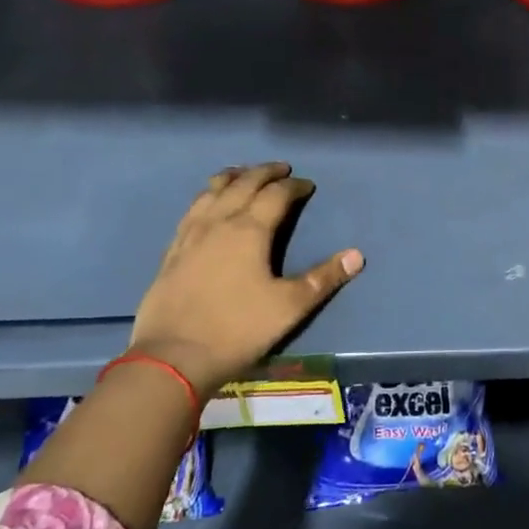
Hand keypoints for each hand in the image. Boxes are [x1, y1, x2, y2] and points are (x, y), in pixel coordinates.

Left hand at [129, 162, 362, 397]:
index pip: (276, 194)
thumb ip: (323, 278)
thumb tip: (357, 255)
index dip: (295, 186)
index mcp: (250, 230)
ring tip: (244, 174)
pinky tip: (208, 205)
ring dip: (233, 177)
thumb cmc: (237, 329)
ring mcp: (191, 235)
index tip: (308, 185)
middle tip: (281, 169)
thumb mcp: (289, 307)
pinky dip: (207, 196)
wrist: (172, 358)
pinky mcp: (172, 251)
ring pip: (212, 191)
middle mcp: (219, 222)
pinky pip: (192, 210)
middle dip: (265, 172)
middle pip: (243, 184)